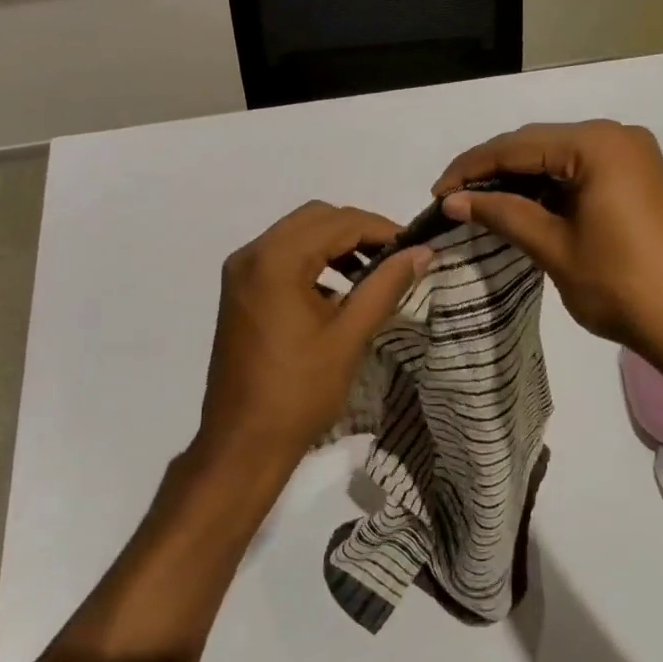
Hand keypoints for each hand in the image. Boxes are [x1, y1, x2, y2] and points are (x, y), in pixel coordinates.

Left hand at [194, 202, 429, 485]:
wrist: (243, 443)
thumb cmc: (299, 391)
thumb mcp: (349, 336)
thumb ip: (386, 285)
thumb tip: (422, 252)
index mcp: (275, 260)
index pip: (339, 222)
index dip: (382, 229)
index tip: (415, 248)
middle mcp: (251, 255)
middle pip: (315, 218)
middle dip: (358, 231)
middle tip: (395, 258)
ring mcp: (241, 273)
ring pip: (297, 235)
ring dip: (336, 245)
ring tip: (372, 274)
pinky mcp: (240, 292)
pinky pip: (282, 258)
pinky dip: (313, 262)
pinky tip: (338, 292)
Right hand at [432, 120, 662, 369]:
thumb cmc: (621, 286)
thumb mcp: (554, 248)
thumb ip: (503, 214)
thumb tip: (454, 200)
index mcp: (597, 145)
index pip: (518, 145)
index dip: (471, 168)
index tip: (436, 193)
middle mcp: (618, 137)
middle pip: (539, 144)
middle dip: (494, 170)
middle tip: (455, 199)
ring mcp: (634, 157)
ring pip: (560, 157)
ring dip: (521, 178)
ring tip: (481, 205)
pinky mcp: (641, 179)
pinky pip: (583, 171)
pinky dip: (551, 188)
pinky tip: (525, 207)